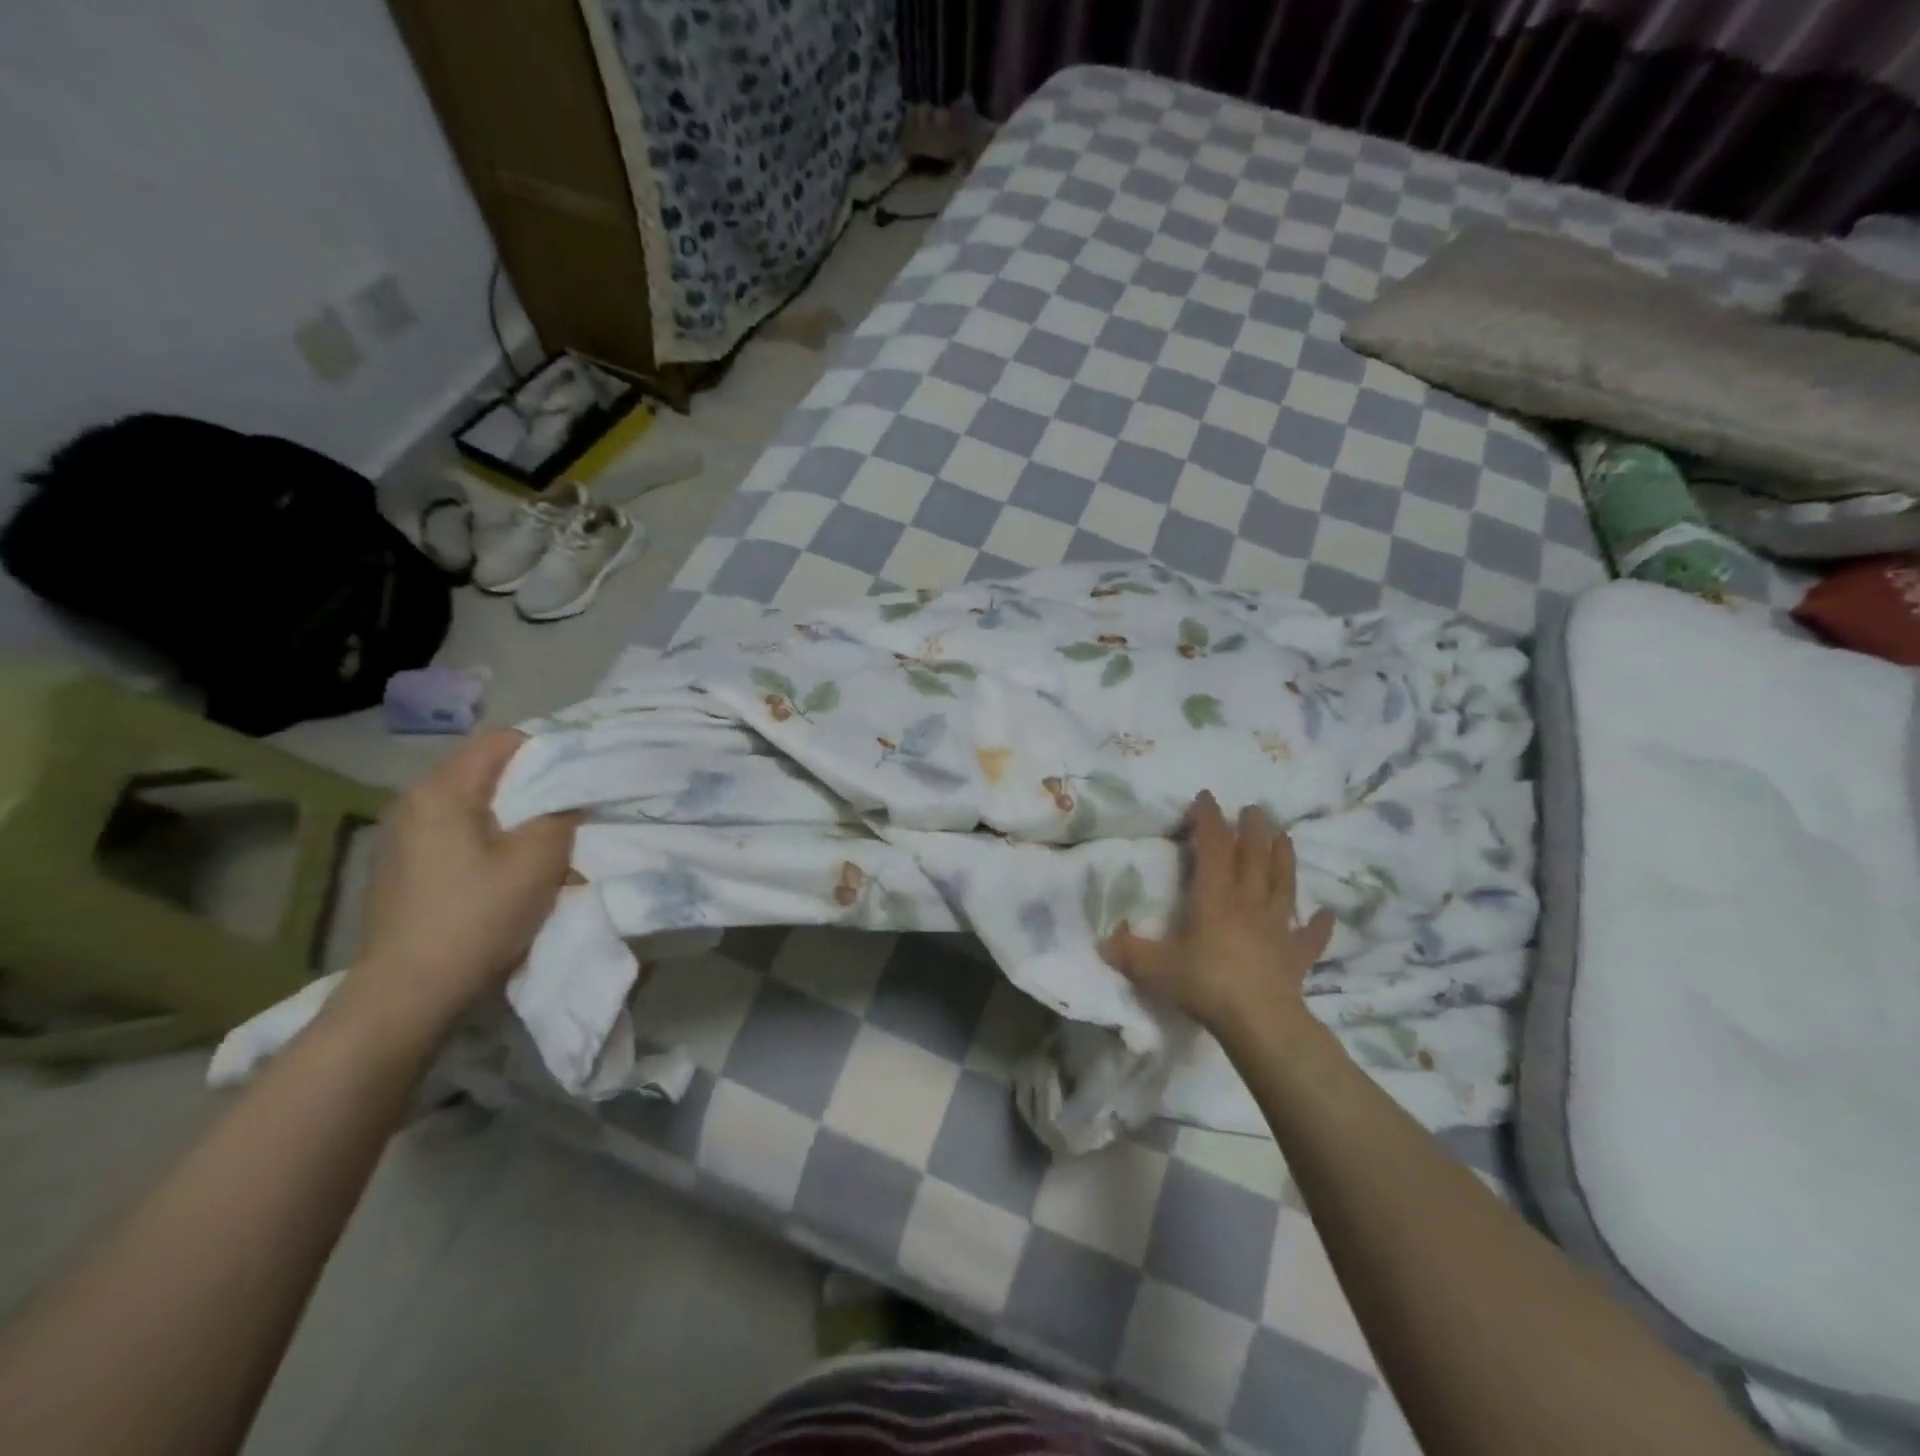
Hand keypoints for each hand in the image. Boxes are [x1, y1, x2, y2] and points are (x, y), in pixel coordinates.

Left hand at [334, 729, 578, 1043]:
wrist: (408, 995)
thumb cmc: (477, 917)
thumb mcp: (538, 859)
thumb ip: (562, 815)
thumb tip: (569, 799)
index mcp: (441, 790)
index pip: (502, 741)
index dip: (547, 753)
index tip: (577, 783)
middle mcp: (413, 803)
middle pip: (487, 774)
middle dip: (533, 790)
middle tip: (569, 817)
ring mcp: (401, 838)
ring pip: (474, 808)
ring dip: (514, 820)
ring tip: (543, 849)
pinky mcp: (402, 870)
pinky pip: (457, 837)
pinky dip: (489, 844)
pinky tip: (507, 876)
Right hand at [1102, 791, 1334, 1036]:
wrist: (1260, 1021)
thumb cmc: (1205, 984)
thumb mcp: (1155, 968)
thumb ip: (1128, 952)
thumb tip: (1103, 941)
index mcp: (1214, 896)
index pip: (1213, 846)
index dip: (1209, 819)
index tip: (1207, 797)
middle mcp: (1248, 902)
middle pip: (1254, 856)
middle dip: (1252, 829)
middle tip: (1254, 808)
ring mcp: (1277, 926)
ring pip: (1283, 883)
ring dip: (1284, 858)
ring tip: (1285, 836)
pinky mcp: (1297, 954)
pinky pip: (1310, 935)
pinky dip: (1318, 924)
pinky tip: (1326, 914)